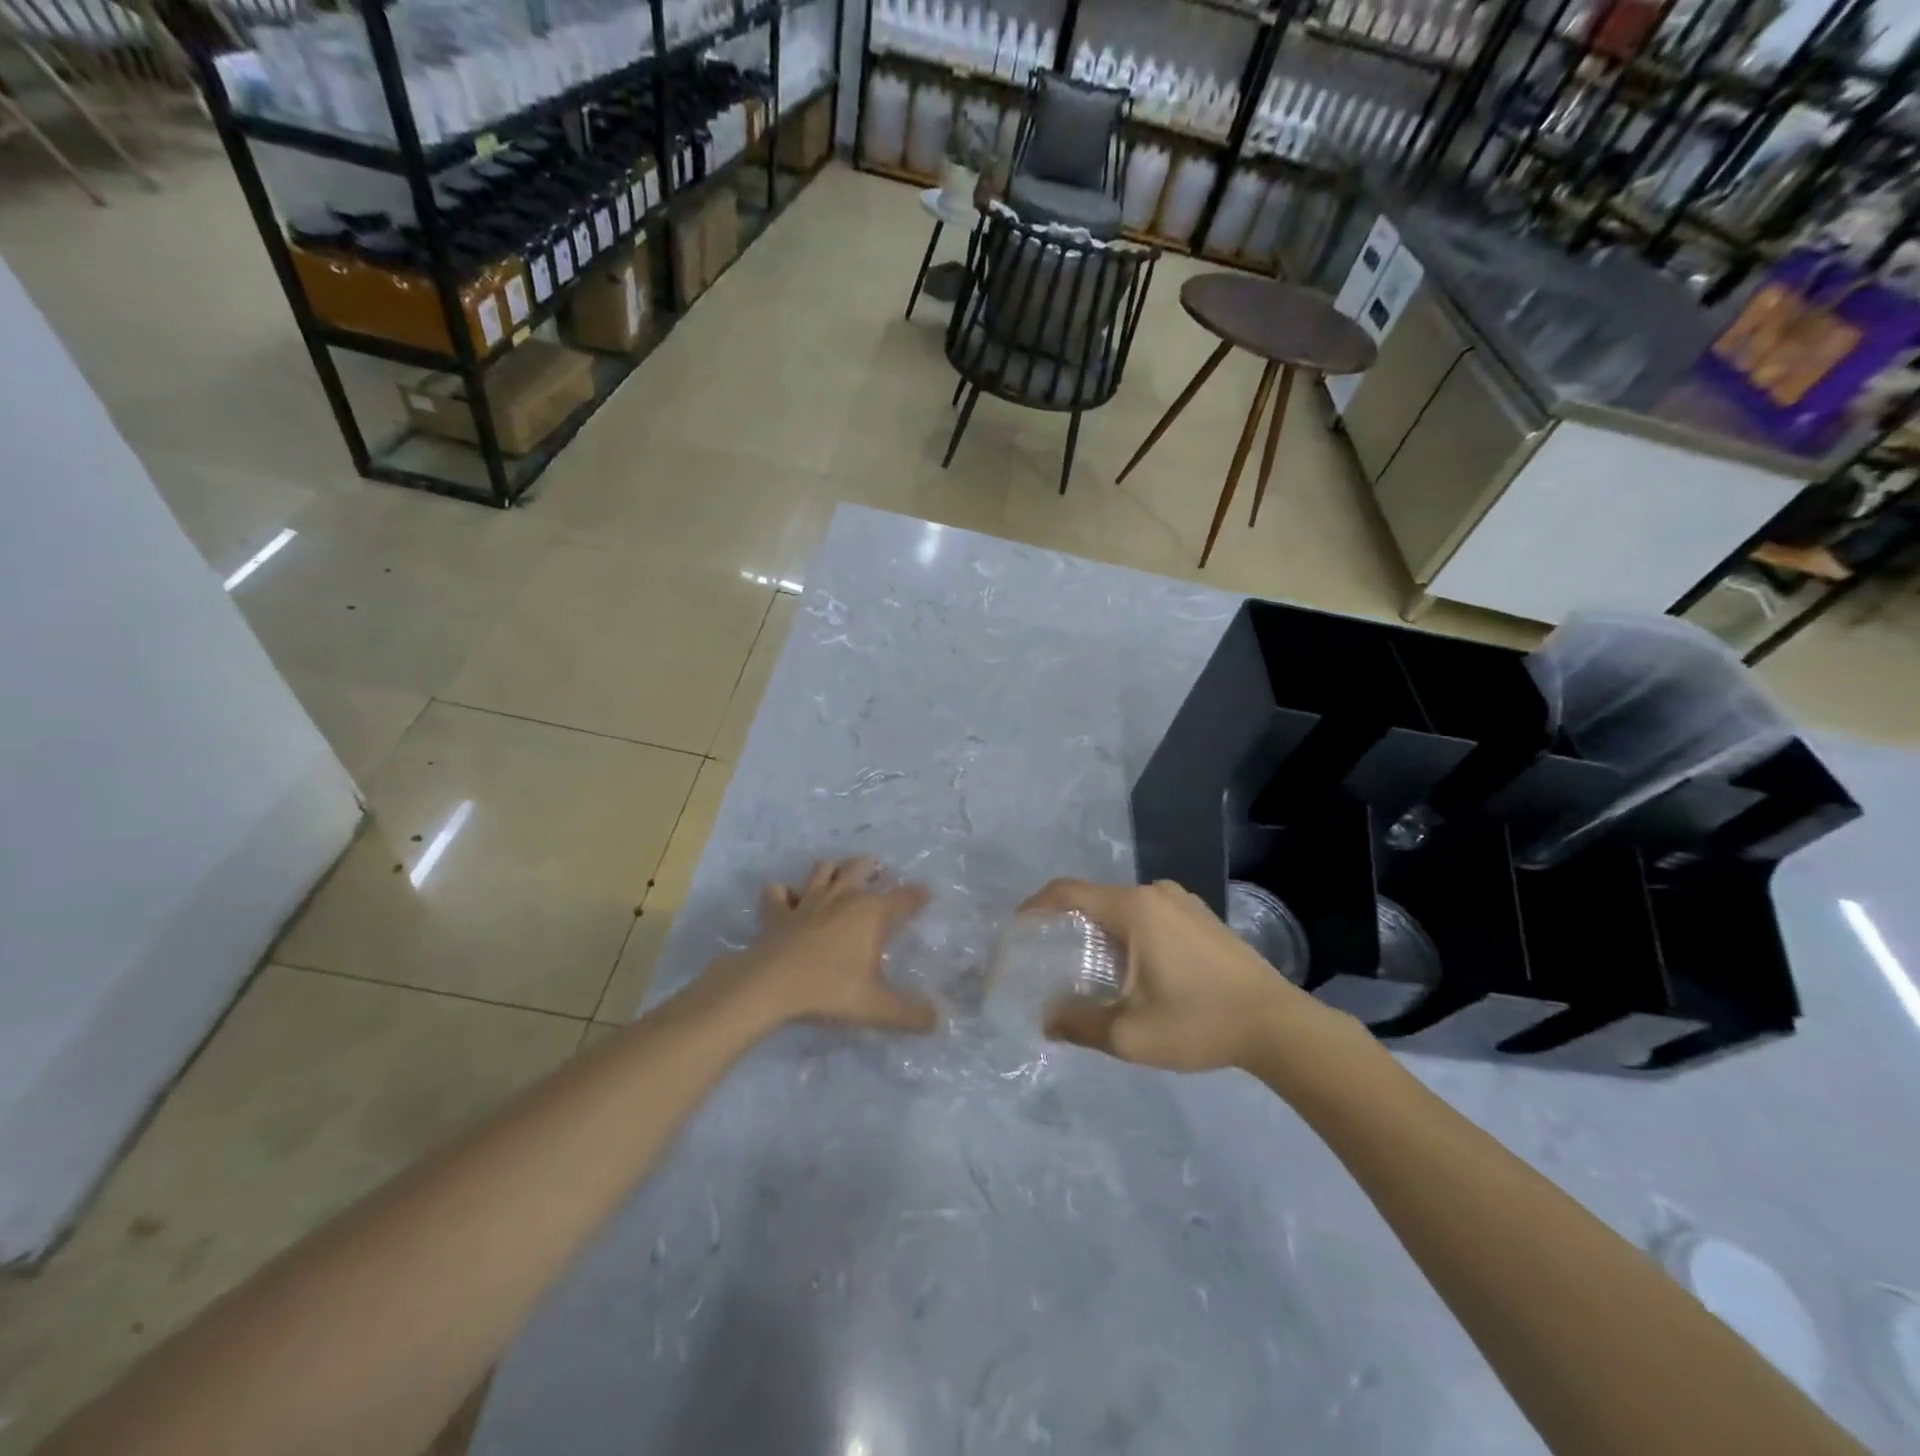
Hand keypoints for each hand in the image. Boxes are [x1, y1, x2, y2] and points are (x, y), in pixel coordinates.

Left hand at [720, 857, 936, 1033]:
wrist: (771, 985)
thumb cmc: (830, 990)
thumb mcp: (877, 1007)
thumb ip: (910, 1014)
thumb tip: (936, 1020)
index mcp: (872, 912)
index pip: (904, 897)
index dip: (917, 895)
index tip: (925, 895)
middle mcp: (843, 896)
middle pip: (860, 867)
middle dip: (871, 867)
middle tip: (877, 873)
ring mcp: (807, 900)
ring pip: (822, 869)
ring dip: (831, 871)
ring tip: (836, 878)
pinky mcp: (777, 911)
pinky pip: (778, 892)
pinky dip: (783, 893)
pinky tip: (787, 901)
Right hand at [1021, 878, 1352, 1071]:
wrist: (1278, 1026)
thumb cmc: (1199, 1022)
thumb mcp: (1129, 1034)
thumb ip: (1078, 1023)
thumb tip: (1046, 1020)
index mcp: (1133, 908)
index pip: (1068, 892)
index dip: (1035, 906)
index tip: (1016, 929)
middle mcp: (1155, 893)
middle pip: (1095, 900)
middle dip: (1067, 925)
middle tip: (1049, 959)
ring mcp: (1183, 902)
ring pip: (1123, 909)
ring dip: (1100, 932)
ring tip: (1088, 969)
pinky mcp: (1201, 917)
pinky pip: (1149, 916)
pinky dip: (1128, 934)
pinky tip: (1133, 970)